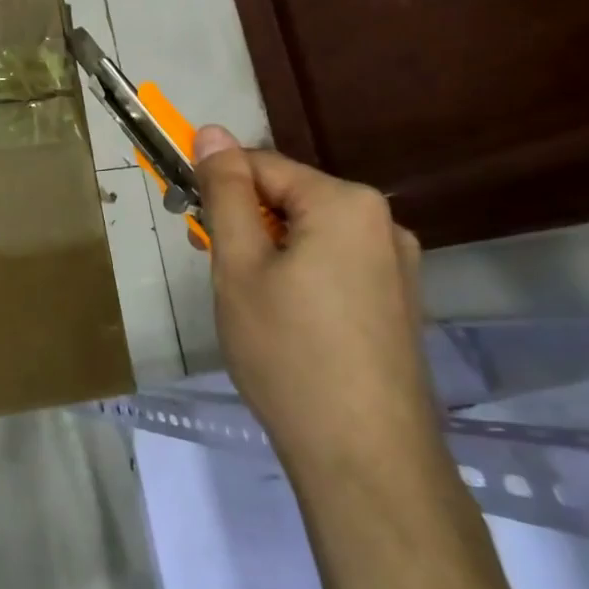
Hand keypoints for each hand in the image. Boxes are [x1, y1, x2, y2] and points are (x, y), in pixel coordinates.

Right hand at [192, 125, 438, 474]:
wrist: (364, 456)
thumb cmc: (288, 351)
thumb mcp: (239, 266)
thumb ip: (226, 194)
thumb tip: (212, 132)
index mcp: (345, 202)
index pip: (261, 165)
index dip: (217, 185)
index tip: (189, 221)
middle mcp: (382, 222)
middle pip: (290, 198)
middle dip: (245, 222)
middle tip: (215, 269)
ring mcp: (397, 265)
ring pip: (311, 234)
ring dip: (270, 250)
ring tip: (247, 302)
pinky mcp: (398, 302)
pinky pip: (335, 264)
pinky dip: (300, 275)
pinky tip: (286, 321)